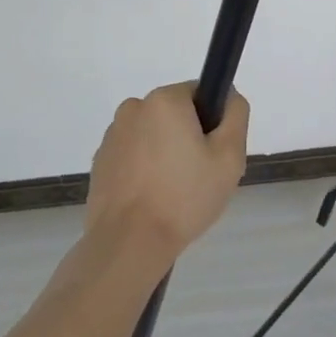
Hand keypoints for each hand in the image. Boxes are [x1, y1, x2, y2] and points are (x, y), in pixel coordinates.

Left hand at [85, 83, 248, 266]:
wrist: (129, 242)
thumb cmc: (184, 197)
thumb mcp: (229, 156)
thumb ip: (235, 116)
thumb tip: (229, 95)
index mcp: (164, 100)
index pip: (199, 94)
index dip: (212, 122)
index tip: (214, 154)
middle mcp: (133, 108)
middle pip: (174, 114)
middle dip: (188, 138)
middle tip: (199, 177)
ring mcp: (112, 135)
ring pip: (153, 135)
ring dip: (165, 153)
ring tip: (173, 193)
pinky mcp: (100, 161)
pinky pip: (133, 155)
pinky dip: (145, 169)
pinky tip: (151, 199)